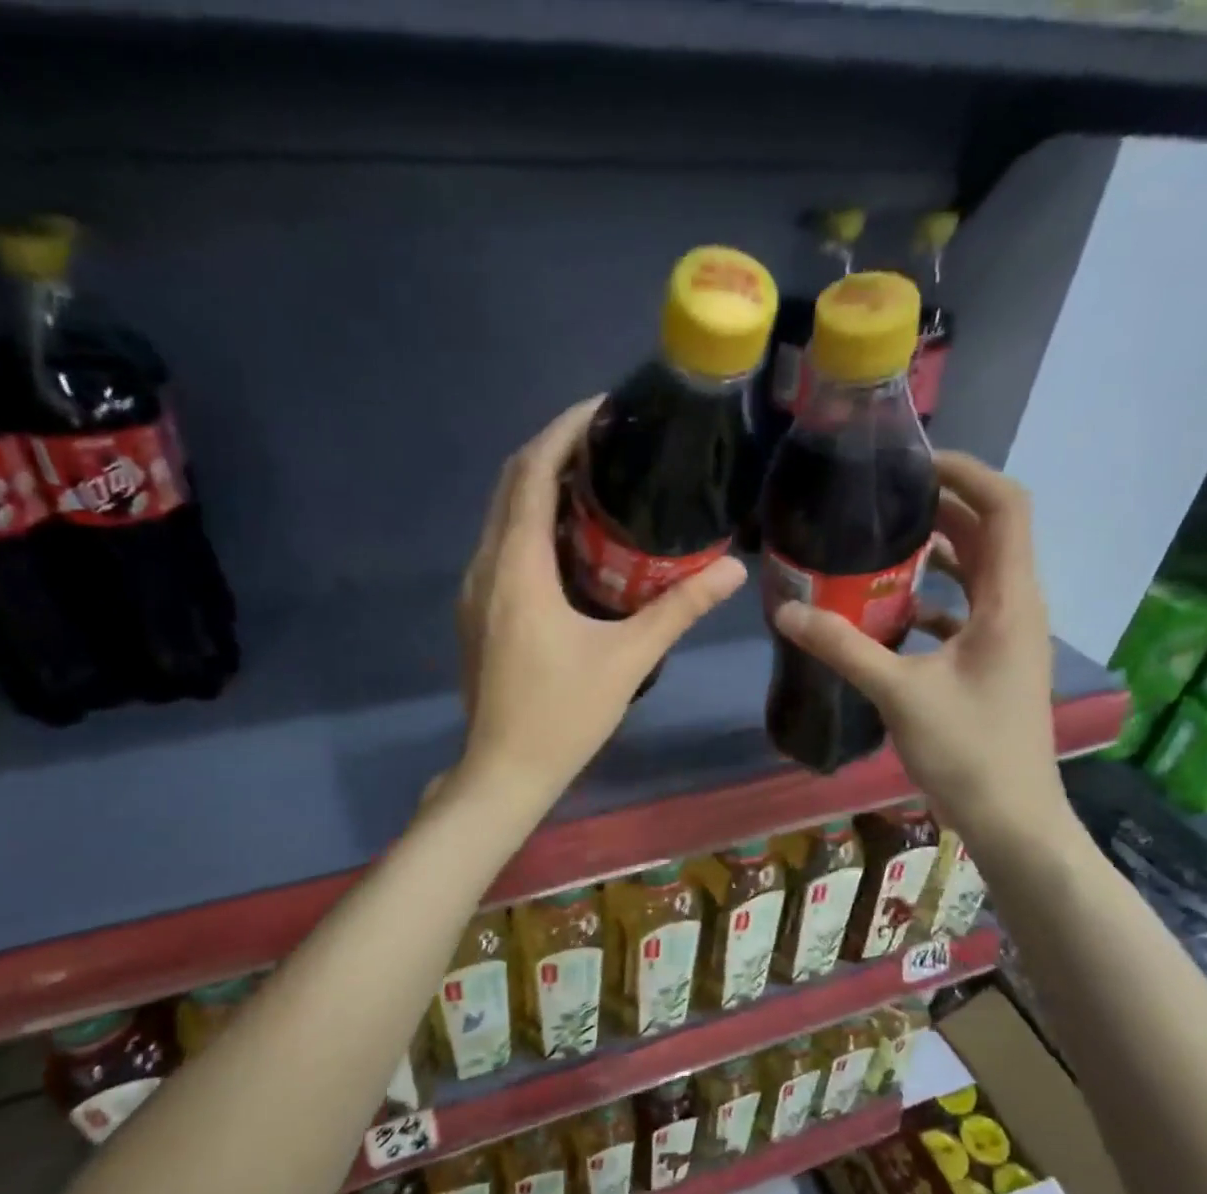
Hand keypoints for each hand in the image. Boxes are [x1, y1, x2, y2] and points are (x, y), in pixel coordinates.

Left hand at [455, 398, 746, 809]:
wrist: (503, 772)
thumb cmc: (563, 717)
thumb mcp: (627, 661)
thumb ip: (678, 610)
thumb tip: (732, 571)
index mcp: (518, 569)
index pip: (532, 473)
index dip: (564, 430)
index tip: (604, 408)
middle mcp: (485, 567)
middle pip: (510, 483)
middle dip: (553, 450)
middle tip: (607, 440)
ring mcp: (474, 591)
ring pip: (501, 515)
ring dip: (539, 486)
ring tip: (594, 479)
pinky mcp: (475, 612)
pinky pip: (500, 546)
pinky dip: (529, 523)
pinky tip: (569, 539)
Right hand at [771, 452, 1067, 850]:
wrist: (1012, 817)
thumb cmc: (968, 750)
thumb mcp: (899, 693)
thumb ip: (843, 647)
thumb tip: (786, 612)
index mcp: (1010, 600)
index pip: (1005, 506)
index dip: (966, 473)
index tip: (913, 466)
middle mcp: (1018, 607)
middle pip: (992, 532)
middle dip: (942, 508)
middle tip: (882, 501)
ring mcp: (1009, 637)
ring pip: (980, 572)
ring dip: (938, 553)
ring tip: (881, 545)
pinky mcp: (994, 663)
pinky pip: (967, 611)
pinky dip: (934, 599)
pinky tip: (890, 613)